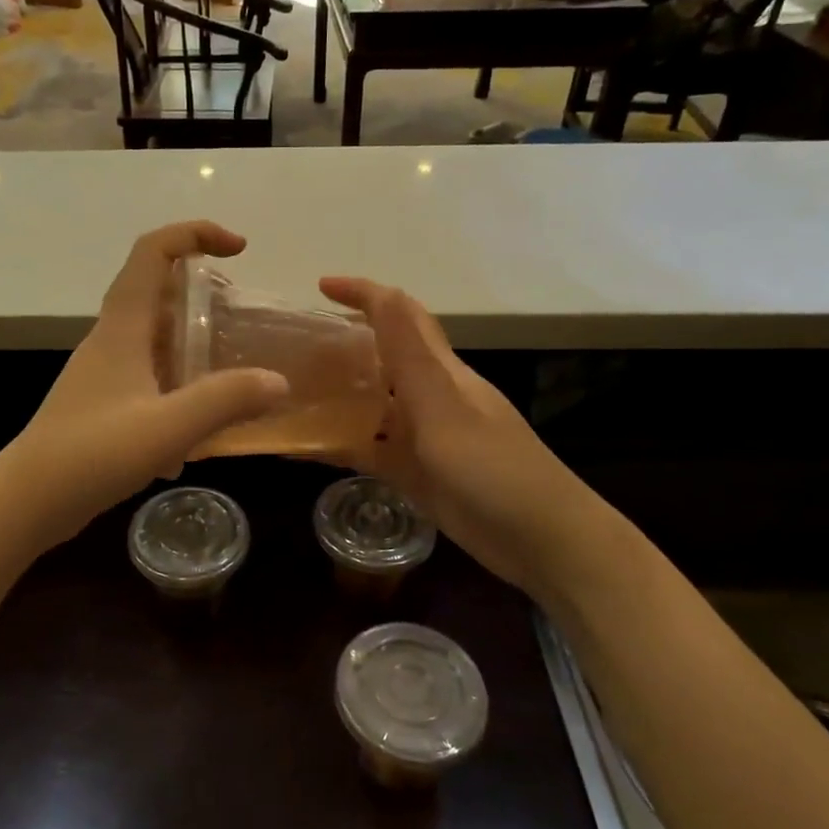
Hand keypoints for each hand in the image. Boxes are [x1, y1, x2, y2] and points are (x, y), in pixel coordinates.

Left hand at [7, 222, 288, 543]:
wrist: (28, 500)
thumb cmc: (92, 454)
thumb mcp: (167, 427)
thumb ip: (225, 400)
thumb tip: (277, 381)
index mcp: (122, 327)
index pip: (153, 252)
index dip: (195, 233)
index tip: (239, 248)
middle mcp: (111, 340)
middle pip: (157, 292)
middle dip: (203, 293)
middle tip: (242, 319)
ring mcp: (104, 372)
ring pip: (155, 339)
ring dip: (193, 344)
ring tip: (232, 374)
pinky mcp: (102, 403)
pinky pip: (149, 378)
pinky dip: (178, 387)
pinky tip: (196, 434)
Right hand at [318, 277, 560, 592]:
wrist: (540, 542)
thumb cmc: (494, 469)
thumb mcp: (445, 410)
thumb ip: (409, 357)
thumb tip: (384, 293)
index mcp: (440, 372)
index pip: (401, 316)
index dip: (365, 294)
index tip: (321, 286)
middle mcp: (428, 397)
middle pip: (380, 358)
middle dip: (340, 345)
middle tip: (292, 349)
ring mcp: (421, 437)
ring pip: (370, 405)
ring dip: (334, 396)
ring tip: (289, 393)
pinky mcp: (414, 473)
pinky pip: (368, 450)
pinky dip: (338, 445)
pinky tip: (303, 448)